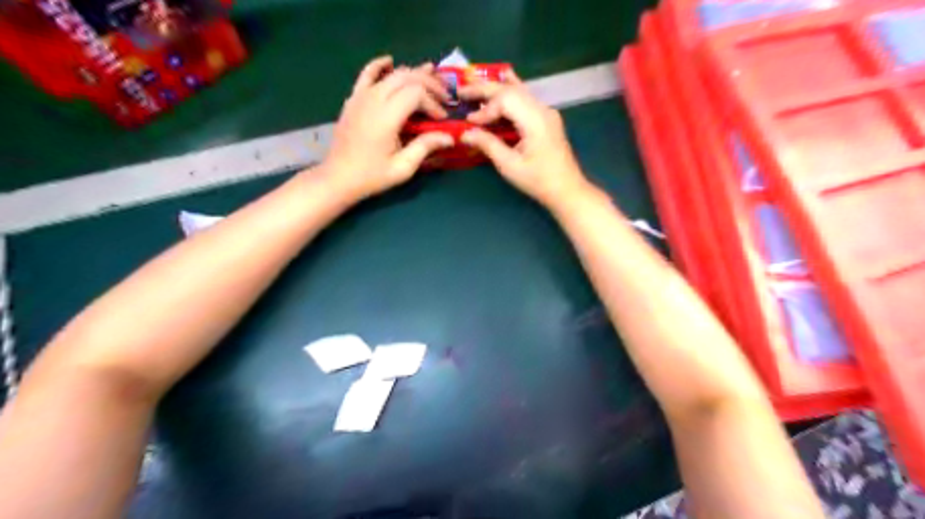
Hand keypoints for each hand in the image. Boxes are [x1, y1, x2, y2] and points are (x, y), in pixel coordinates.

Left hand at [320, 56, 455, 199]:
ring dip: (414, 73)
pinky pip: (367, 74)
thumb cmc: (371, 176)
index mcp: (386, 116)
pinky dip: (380, 65)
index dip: (433, 103)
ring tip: (432, 76)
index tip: (442, 119)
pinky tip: (390, 61)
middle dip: (429, 84)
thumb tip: (449, 137)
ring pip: (392, 74)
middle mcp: (373, 99)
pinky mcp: (354, 99)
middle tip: (444, 97)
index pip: (416, 94)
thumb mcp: (402, 167)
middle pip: (407, 77)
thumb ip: (425, 147)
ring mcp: (361, 96)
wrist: (338, 177)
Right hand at [458, 73, 596, 209]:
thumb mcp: (509, 165)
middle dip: (485, 90)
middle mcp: (542, 109)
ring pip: (518, 91)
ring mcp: (546, 112)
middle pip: (511, 90)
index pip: (505, 100)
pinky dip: (509, 93)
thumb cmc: (538, 180)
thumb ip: (488, 145)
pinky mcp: (546, 119)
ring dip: (496, 89)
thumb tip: (465, 133)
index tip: (469, 123)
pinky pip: (525, 99)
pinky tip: (503, 79)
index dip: (484, 110)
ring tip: (475, 87)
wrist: (566, 189)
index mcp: (535, 119)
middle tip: (461, 91)